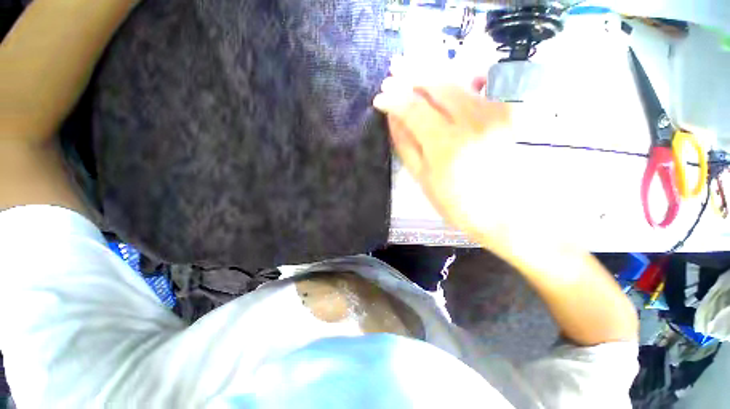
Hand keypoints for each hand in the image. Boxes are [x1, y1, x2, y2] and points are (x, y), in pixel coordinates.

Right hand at [373, 68, 516, 245]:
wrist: (498, 212)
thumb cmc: (454, 202)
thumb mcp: (421, 177)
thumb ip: (405, 144)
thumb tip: (393, 117)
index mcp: (445, 144)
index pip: (413, 108)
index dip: (393, 99)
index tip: (379, 98)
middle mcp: (471, 122)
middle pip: (438, 86)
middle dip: (412, 75)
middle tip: (395, 70)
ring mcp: (493, 114)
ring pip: (459, 81)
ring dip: (434, 74)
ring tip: (416, 71)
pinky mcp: (506, 115)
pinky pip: (485, 85)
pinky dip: (467, 77)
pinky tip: (455, 78)